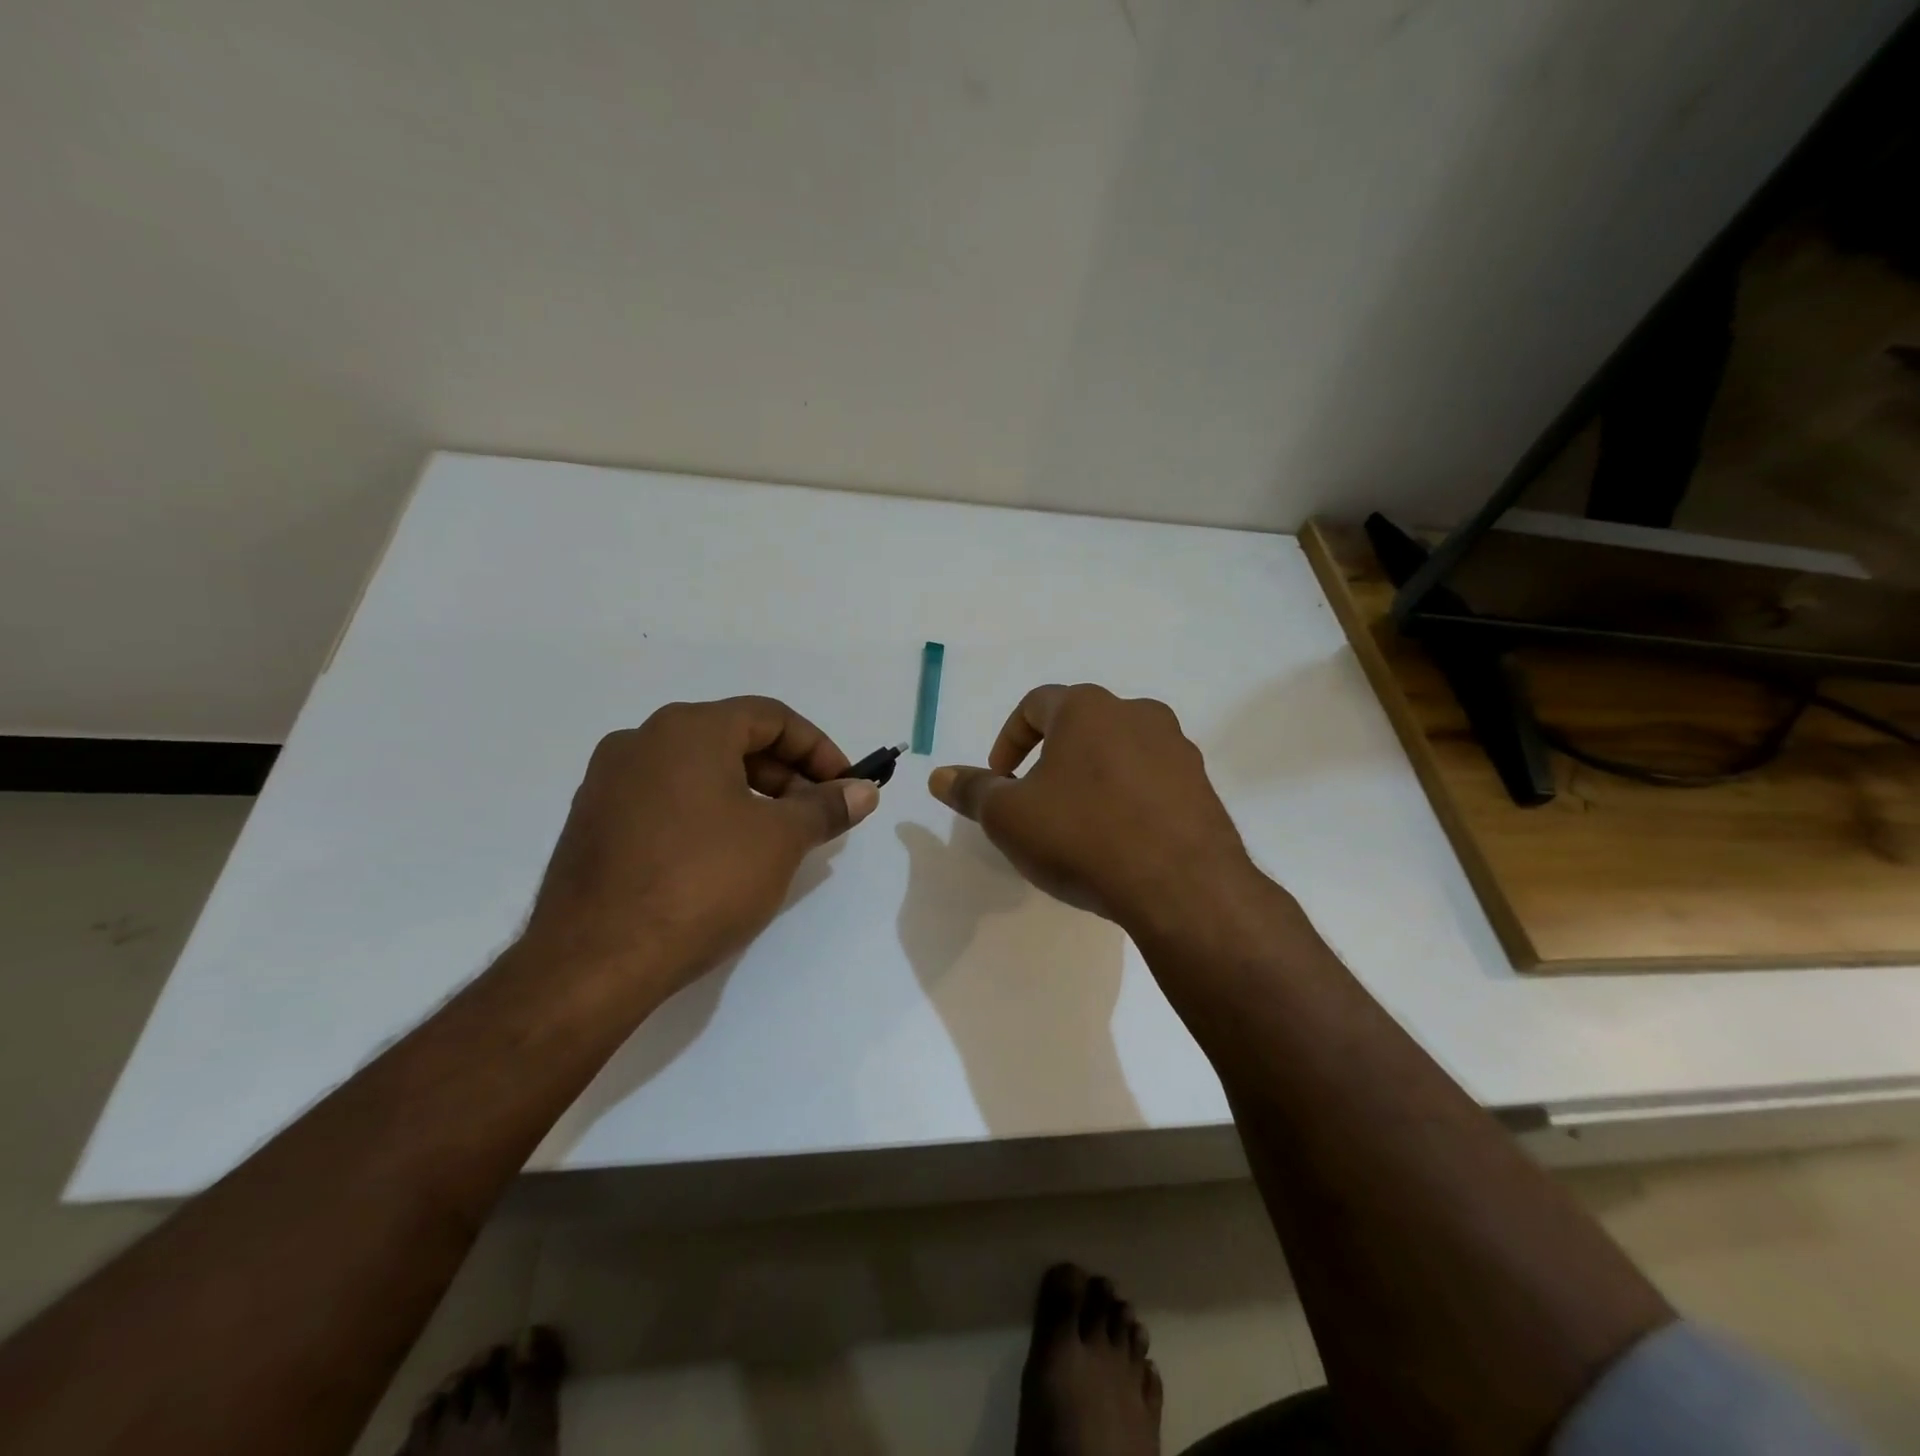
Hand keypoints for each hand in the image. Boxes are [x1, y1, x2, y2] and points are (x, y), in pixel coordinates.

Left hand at [523, 697, 878, 1001]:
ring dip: (748, 794)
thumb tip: (863, 791)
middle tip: (815, 815)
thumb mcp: (780, 841)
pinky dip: (707, 812)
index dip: (818, 749)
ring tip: (776, 839)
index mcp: (689, 729)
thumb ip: (827, 807)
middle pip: (733, 739)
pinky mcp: (593, 821)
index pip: (771, 717)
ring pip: (698, 770)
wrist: (595, 960)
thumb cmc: (702, 882)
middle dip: (785, 774)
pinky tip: (723, 856)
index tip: (844, 786)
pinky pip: (666, 798)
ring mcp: (609, 780)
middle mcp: (643, 739)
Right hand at [928, 684, 1257, 936]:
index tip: (1000, 780)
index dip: (1008, 740)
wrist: (1181, 887)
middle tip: (1037, 802)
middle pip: (1080, 726)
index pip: (1035, 704)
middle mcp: (1137, 713)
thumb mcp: (1009, 818)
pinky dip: (1128, 799)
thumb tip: (940, 775)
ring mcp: (1177, 748)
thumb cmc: (1082, 837)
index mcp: (1087, 708)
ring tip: (1080, 825)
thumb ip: (972, 791)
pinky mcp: (1203, 786)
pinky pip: (1152, 781)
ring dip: (1092, 778)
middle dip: (1051, 759)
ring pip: (1120, 752)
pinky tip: (1121, 841)